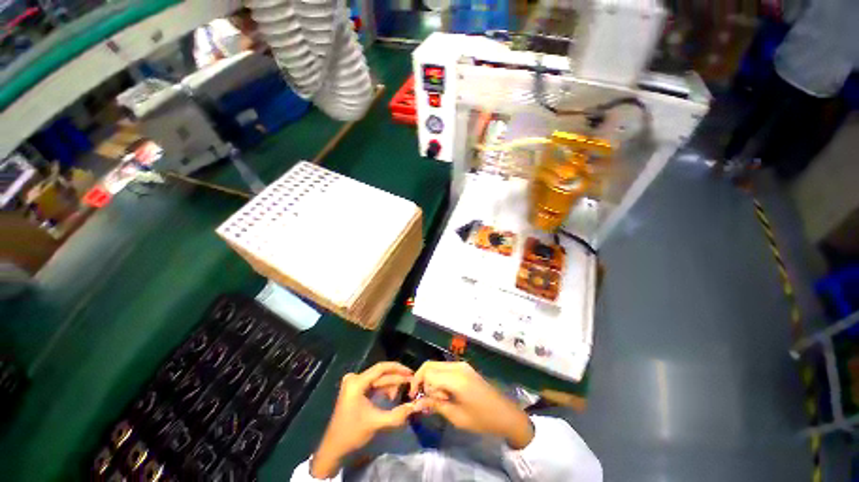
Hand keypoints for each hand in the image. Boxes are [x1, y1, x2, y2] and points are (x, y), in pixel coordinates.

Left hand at [310, 362, 427, 477]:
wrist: (333, 448)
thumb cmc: (352, 433)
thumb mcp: (376, 423)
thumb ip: (397, 414)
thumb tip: (415, 406)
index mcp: (357, 382)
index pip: (381, 368)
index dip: (398, 369)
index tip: (411, 372)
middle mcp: (355, 378)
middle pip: (380, 374)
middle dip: (396, 378)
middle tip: (412, 383)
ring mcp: (354, 384)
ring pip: (378, 380)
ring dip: (391, 385)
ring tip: (404, 390)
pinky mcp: (355, 390)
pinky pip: (373, 385)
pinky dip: (383, 390)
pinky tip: (393, 395)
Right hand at [409, 361, 533, 448]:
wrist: (505, 413)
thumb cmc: (481, 419)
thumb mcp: (456, 416)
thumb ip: (435, 405)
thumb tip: (417, 402)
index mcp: (455, 378)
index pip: (427, 372)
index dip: (417, 383)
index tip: (414, 398)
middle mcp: (457, 366)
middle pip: (430, 365)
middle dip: (422, 379)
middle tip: (423, 398)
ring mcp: (462, 365)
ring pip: (437, 365)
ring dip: (431, 379)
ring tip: (436, 398)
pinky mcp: (465, 367)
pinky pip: (445, 368)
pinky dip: (439, 377)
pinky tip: (444, 392)